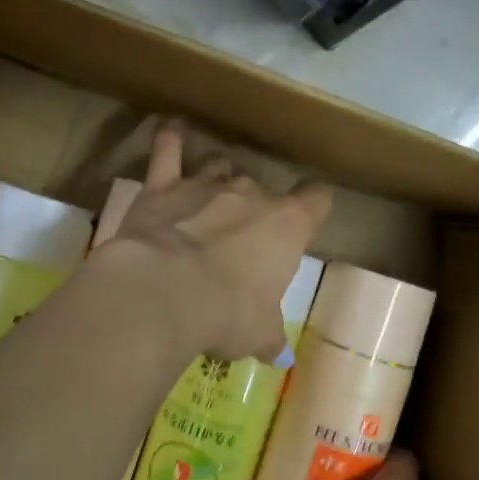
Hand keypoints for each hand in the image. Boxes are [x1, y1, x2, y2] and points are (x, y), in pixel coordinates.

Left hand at [96, 122, 330, 361]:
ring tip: (210, 193)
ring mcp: (205, 184)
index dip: (314, 206)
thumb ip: (268, 336)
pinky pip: (168, 150)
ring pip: (220, 166)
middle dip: (254, 206)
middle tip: (241, 235)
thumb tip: (274, 352)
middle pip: (261, 187)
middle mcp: (251, 194)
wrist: (164, 293)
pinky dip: (171, 137)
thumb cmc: (226, 314)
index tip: (310, 216)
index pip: (316, 200)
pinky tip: (172, 127)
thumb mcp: (258, 334)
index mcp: (287, 225)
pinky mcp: (162, 186)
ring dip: (218, 177)